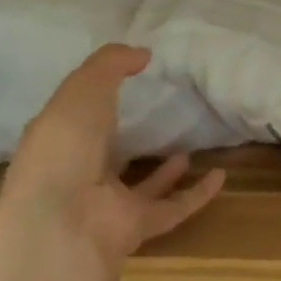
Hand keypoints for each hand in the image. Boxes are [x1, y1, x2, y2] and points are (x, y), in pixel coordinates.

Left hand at [0, 45, 225, 280]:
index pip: (76, 119)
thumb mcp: (84, 88)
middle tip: (157, 119)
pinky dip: (198, 194)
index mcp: (60, 140)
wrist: (64, 219)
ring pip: (141, 187)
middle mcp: (81, 174)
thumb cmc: (65, 145)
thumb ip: (111, 64)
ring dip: (164, 172)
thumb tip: (143, 53)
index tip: (125, 82)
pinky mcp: (137, 227)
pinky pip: (173, 208)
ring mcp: (109, 204)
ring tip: (187, 149)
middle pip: (107, 156)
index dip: (94, 101)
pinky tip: (220, 176)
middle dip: (126, 140)